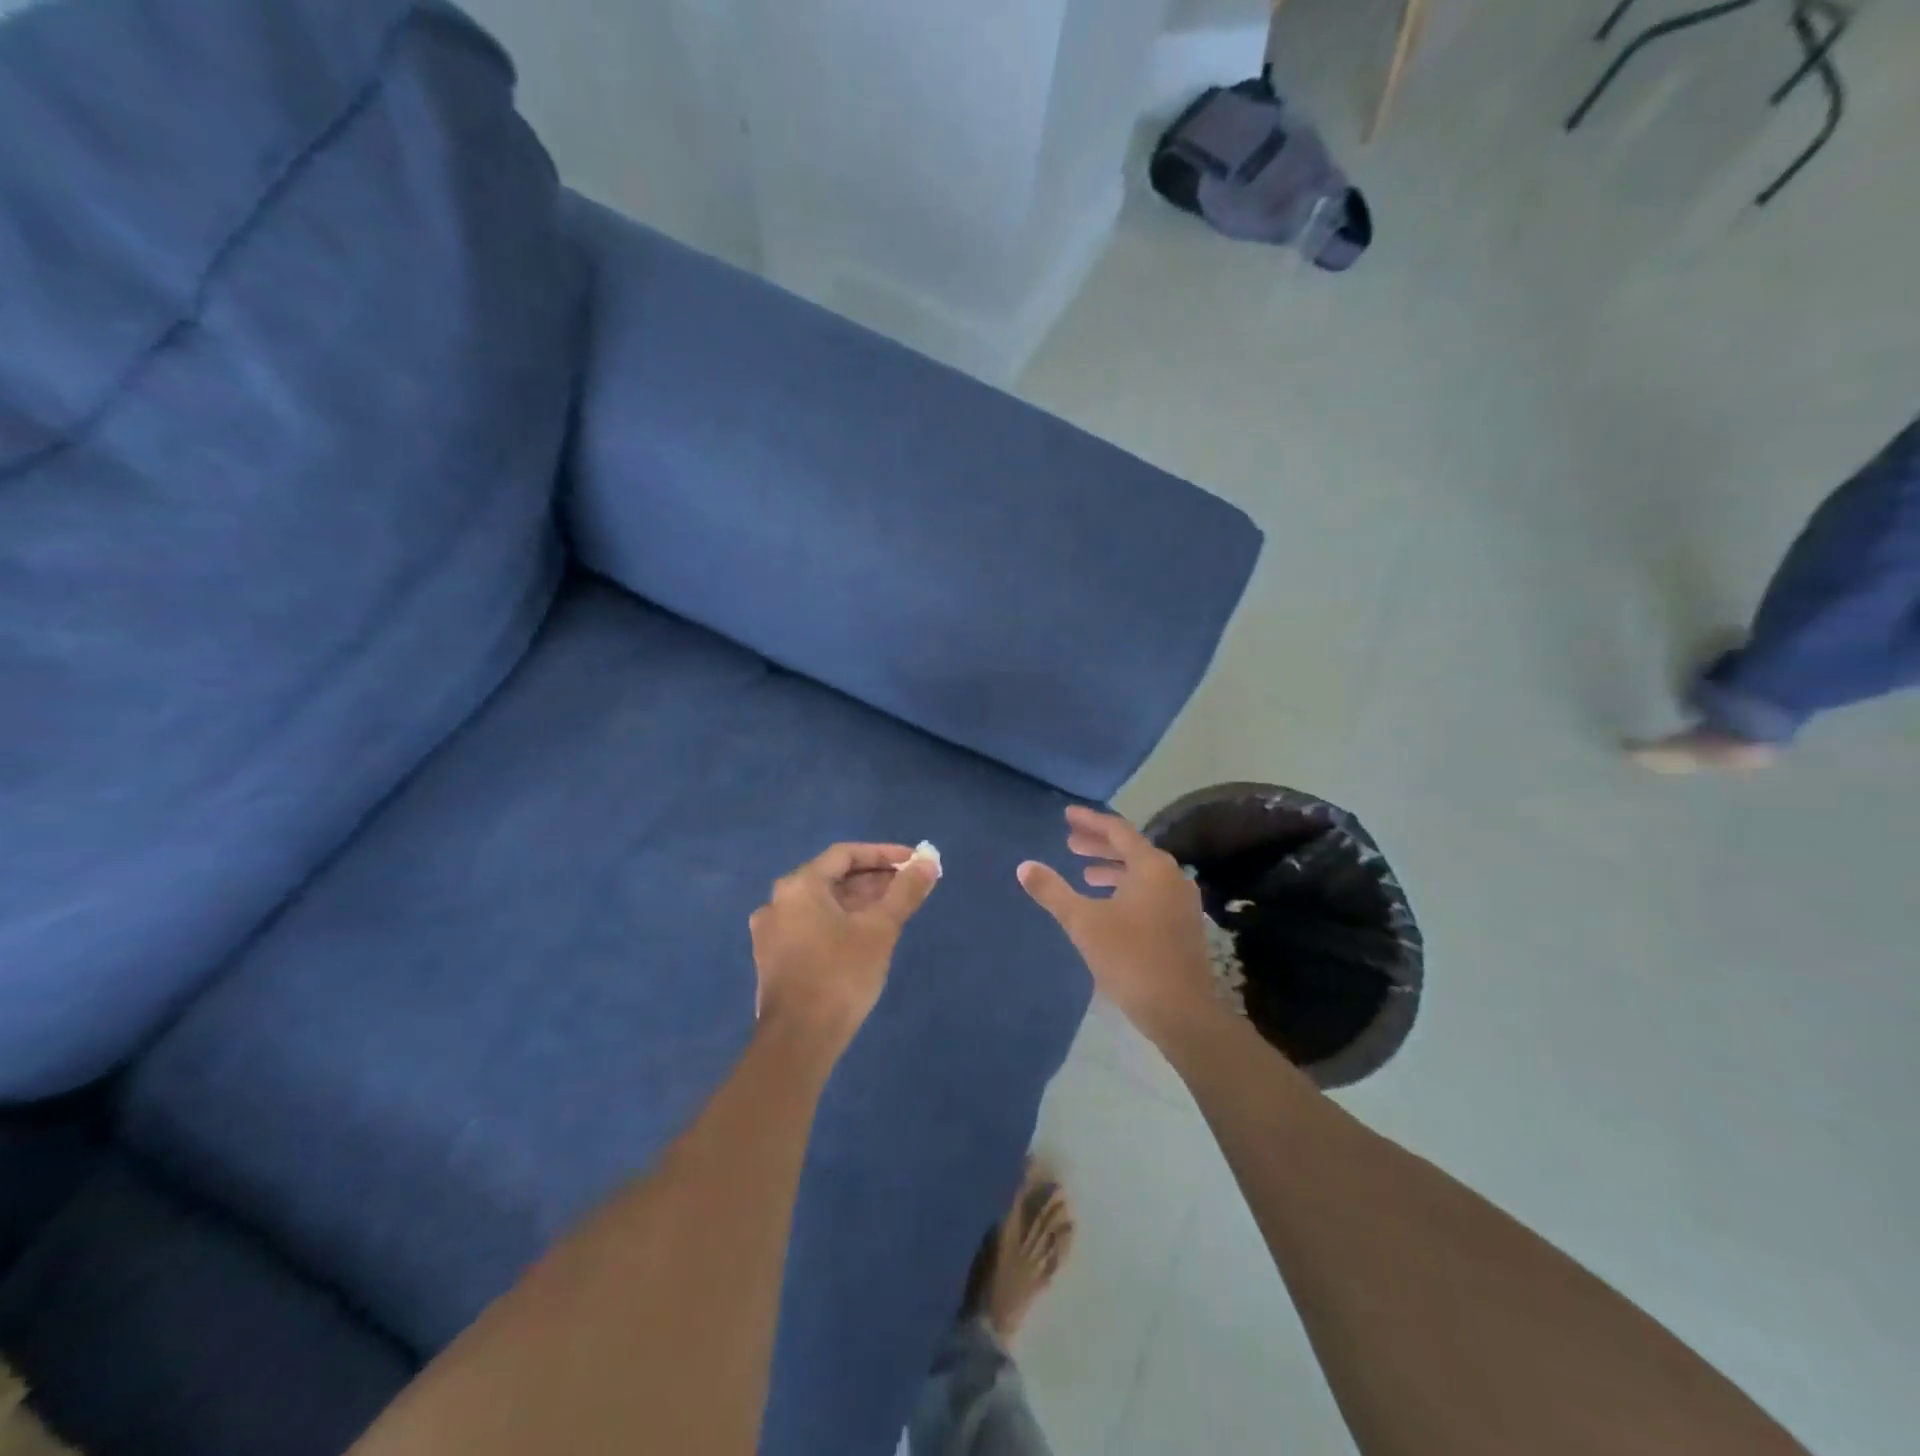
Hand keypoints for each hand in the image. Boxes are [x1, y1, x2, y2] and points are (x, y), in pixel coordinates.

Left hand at [750, 843, 939, 1047]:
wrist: (799, 1041)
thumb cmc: (841, 975)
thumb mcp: (880, 929)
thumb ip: (905, 891)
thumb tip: (929, 862)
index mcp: (799, 886)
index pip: (845, 854)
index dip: (883, 854)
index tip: (914, 861)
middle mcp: (778, 901)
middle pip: (832, 877)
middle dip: (874, 879)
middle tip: (910, 885)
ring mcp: (772, 932)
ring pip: (823, 904)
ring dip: (860, 901)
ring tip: (896, 908)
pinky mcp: (775, 958)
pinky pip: (813, 925)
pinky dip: (841, 921)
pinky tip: (867, 934)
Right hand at [1018, 807, 1218, 1037]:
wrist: (1181, 1010)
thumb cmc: (1130, 958)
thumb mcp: (1083, 922)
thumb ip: (1052, 891)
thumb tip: (1024, 866)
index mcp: (1151, 866)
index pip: (1117, 830)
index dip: (1089, 821)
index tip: (1066, 816)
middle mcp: (1171, 876)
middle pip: (1131, 849)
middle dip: (1099, 844)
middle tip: (1069, 842)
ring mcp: (1182, 900)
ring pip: (1142, 872)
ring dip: (1112, 868)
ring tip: (1084, 873)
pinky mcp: (1183, 923)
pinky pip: (1151, 891)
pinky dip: (1126, 888)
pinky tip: (1109, 905)